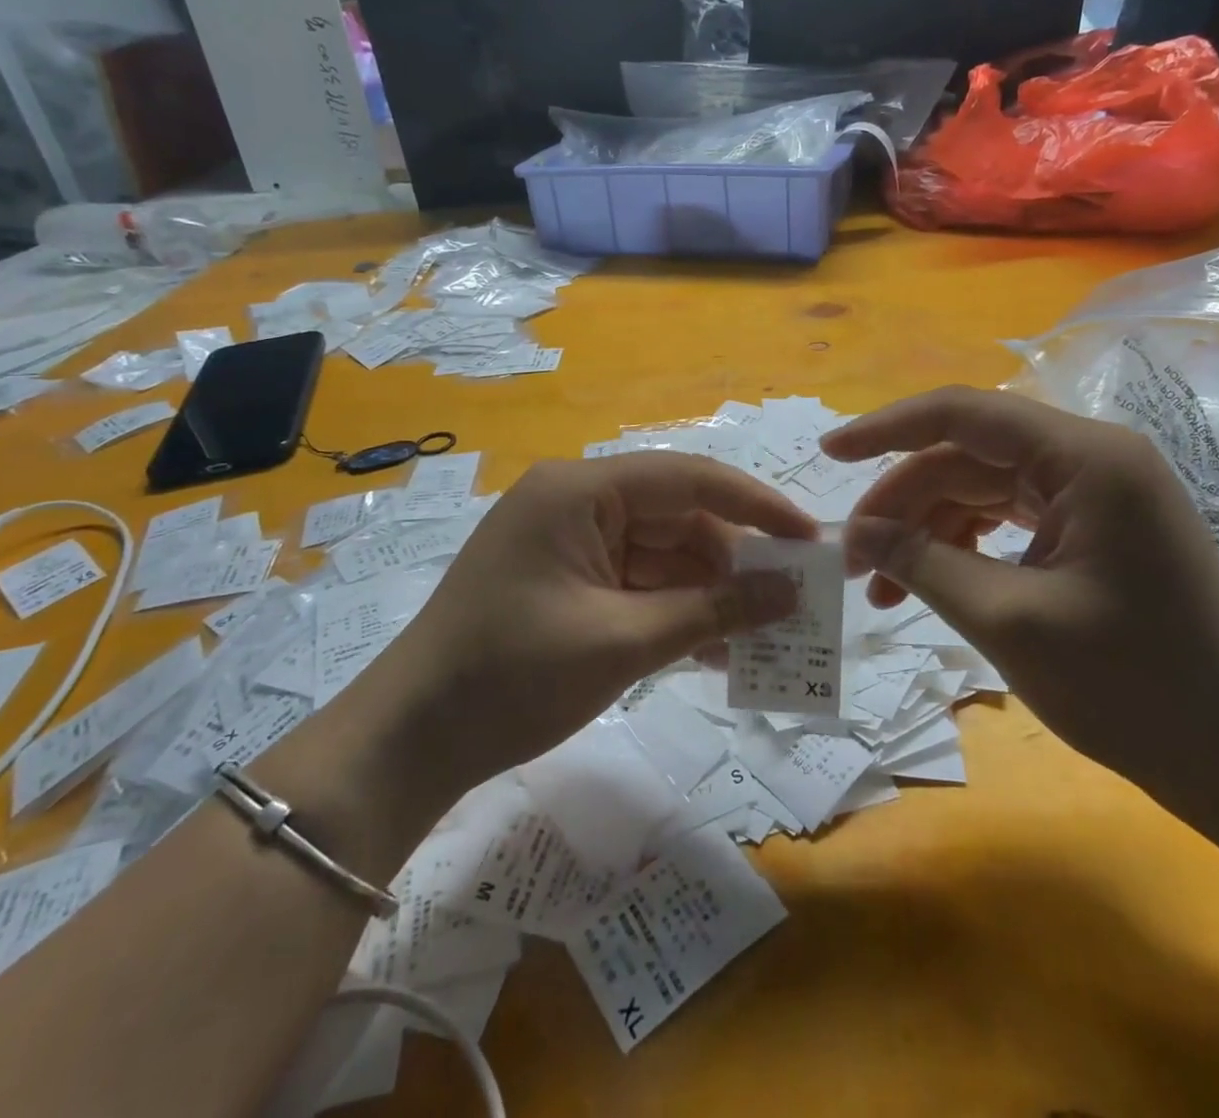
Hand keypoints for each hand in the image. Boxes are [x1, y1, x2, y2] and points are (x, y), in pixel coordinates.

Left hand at [382, 452, 817, 795]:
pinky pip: (636, 584)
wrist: (409, 740)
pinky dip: (674, 612)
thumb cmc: (512, 677)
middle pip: (677, 518)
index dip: (754, 505)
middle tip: (793, 602)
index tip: (808, 537)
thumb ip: (713, 611)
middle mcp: (575, 503)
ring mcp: (569, 543)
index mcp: (580, 490)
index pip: (687, 478)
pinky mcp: (565, 582)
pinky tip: (716, 649)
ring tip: (766, 637)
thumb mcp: (623, 642)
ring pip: (661, 555)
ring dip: (708, 595)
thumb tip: (792, 593)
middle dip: (734, 562)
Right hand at [821, 386, 1218, 817]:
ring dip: (925, 531)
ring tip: (880, 588)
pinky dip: (960, 547)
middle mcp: (1090, 458)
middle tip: (851, 559)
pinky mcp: (1092, 530)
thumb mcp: (1008, 620)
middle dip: (901, 503)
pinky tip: (925, 584)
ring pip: (980, 489)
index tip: (829, 453)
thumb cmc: (1135, 689)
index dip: (887, 428)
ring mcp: (1094, 494)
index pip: (964, 414)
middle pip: (966, 457)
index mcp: (1085, 458)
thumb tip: (857, 531)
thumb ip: (922, 562)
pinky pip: (1006, 519)